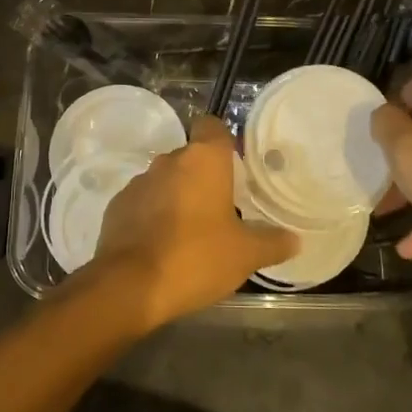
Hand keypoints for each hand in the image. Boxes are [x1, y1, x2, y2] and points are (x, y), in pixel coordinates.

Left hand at [86, 117, 296, 327]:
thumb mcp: (245, 255)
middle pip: (190, 157)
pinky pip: (143, 202)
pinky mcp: (117, 206)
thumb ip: (272, 242)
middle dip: (204, 178)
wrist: (129, 285)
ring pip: (166, 180)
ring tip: (193, 232)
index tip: (235, 166)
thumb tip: (294, 239)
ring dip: (178, 197)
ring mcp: (138, 182)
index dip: (224, 141)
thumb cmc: (196, 257)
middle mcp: (168, 161)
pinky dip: (153, 216)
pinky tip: (163, 245)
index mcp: (202, 160)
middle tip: (223, 209)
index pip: (212, 126)